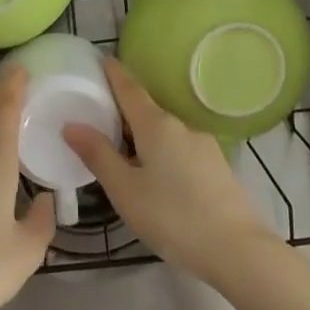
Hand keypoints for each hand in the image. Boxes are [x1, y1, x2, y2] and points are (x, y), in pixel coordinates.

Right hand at [63, 57, 273, 283]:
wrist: (237, 250)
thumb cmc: (172, 217)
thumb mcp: (125, 189)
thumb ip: (98, 155)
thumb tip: (72, 125)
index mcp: (157, 125)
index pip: (130, 89)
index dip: (115, 74)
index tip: (102, 59)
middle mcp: (182, 127)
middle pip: (147, 110)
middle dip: (123, 109)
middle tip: (98, 115)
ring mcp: (203, 146)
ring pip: (164, 132)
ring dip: (142, 134)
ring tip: (121, 151)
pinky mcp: (216, 167)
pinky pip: (179, 148)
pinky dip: (160, 150)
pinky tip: (153, 175)